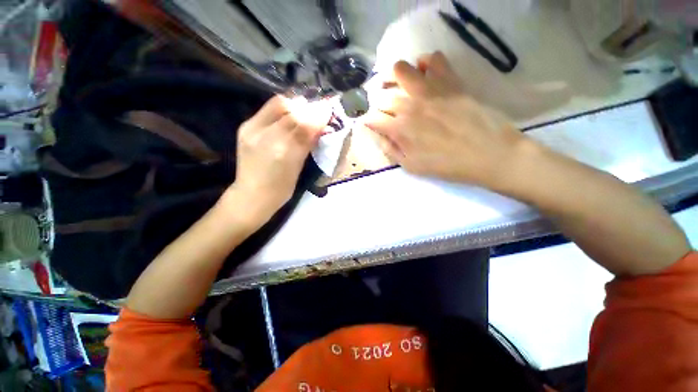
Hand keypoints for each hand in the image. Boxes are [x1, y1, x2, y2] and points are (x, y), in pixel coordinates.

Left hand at [228, 95, 330, 222]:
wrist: (252, 195)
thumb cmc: (281, 188)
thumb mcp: (299, 168)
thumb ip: (308, 144)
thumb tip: (321, 124)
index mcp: (282, 152)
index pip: (303, 124)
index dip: (317, 114)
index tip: (329, 109)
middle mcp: (264, 136)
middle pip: (291, 110)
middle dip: (308, 107)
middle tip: (319, 109)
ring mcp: (251, 129)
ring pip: (278, 105)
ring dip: (296, 106)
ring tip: (305, 112)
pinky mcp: (245, 127)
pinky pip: (268, 110)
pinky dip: (284, 109)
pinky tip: (290, 115)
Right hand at [364, 52, 528, 189]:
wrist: (488, 154)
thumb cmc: (447, 165)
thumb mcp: (412, 167)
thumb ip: (392, 150)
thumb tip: (380, 136)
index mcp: (399, 129)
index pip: (373, 118)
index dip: (369, 121)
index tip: (372, 124)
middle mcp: (409, 105)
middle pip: (382, 95)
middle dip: (379, 103)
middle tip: (386, 109)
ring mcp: (430, 89)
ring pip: (401, 69)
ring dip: (395, 78)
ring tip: (400, 87)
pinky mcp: (450, 80)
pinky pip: (433, 58)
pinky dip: (425, 63)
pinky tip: (426, 74)